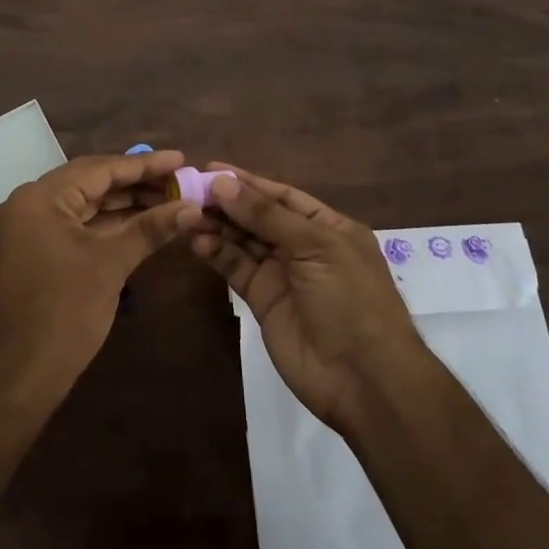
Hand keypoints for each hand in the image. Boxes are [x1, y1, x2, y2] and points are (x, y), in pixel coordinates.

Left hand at [0, 150, 201, 406]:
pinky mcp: (33, 250)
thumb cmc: (65, 314)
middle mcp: (28, 203)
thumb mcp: (111, 264)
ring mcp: (27, 228)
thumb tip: (193, 208)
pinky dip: (106, 225)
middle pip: (90, 182)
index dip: (143, 165)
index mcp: (39, 198)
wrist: (20, 378)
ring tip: (168, 200)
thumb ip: (150, 228)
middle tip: (179, 181)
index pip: (99, 169)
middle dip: (136, 183)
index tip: (180, 159)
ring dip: (123, 204)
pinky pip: (74, 225)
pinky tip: (140, 223)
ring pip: (84, 205)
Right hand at [190, 163, 429, 433]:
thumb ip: (266, 215)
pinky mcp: (263, 300)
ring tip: (186, 214)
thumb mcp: (315, 247)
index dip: (248, 182)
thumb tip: (222, 183)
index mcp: (328, 227)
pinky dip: (217, 254)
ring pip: (243, 242)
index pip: (282, 196)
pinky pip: (237, 269)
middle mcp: (304, 246)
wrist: (363, 379)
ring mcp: (282, 274)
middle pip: (259, 217)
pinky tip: (196, 241)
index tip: (210, 169)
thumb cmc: (350, 299)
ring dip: (217, 227)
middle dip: (227, 203)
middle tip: (188, 190)